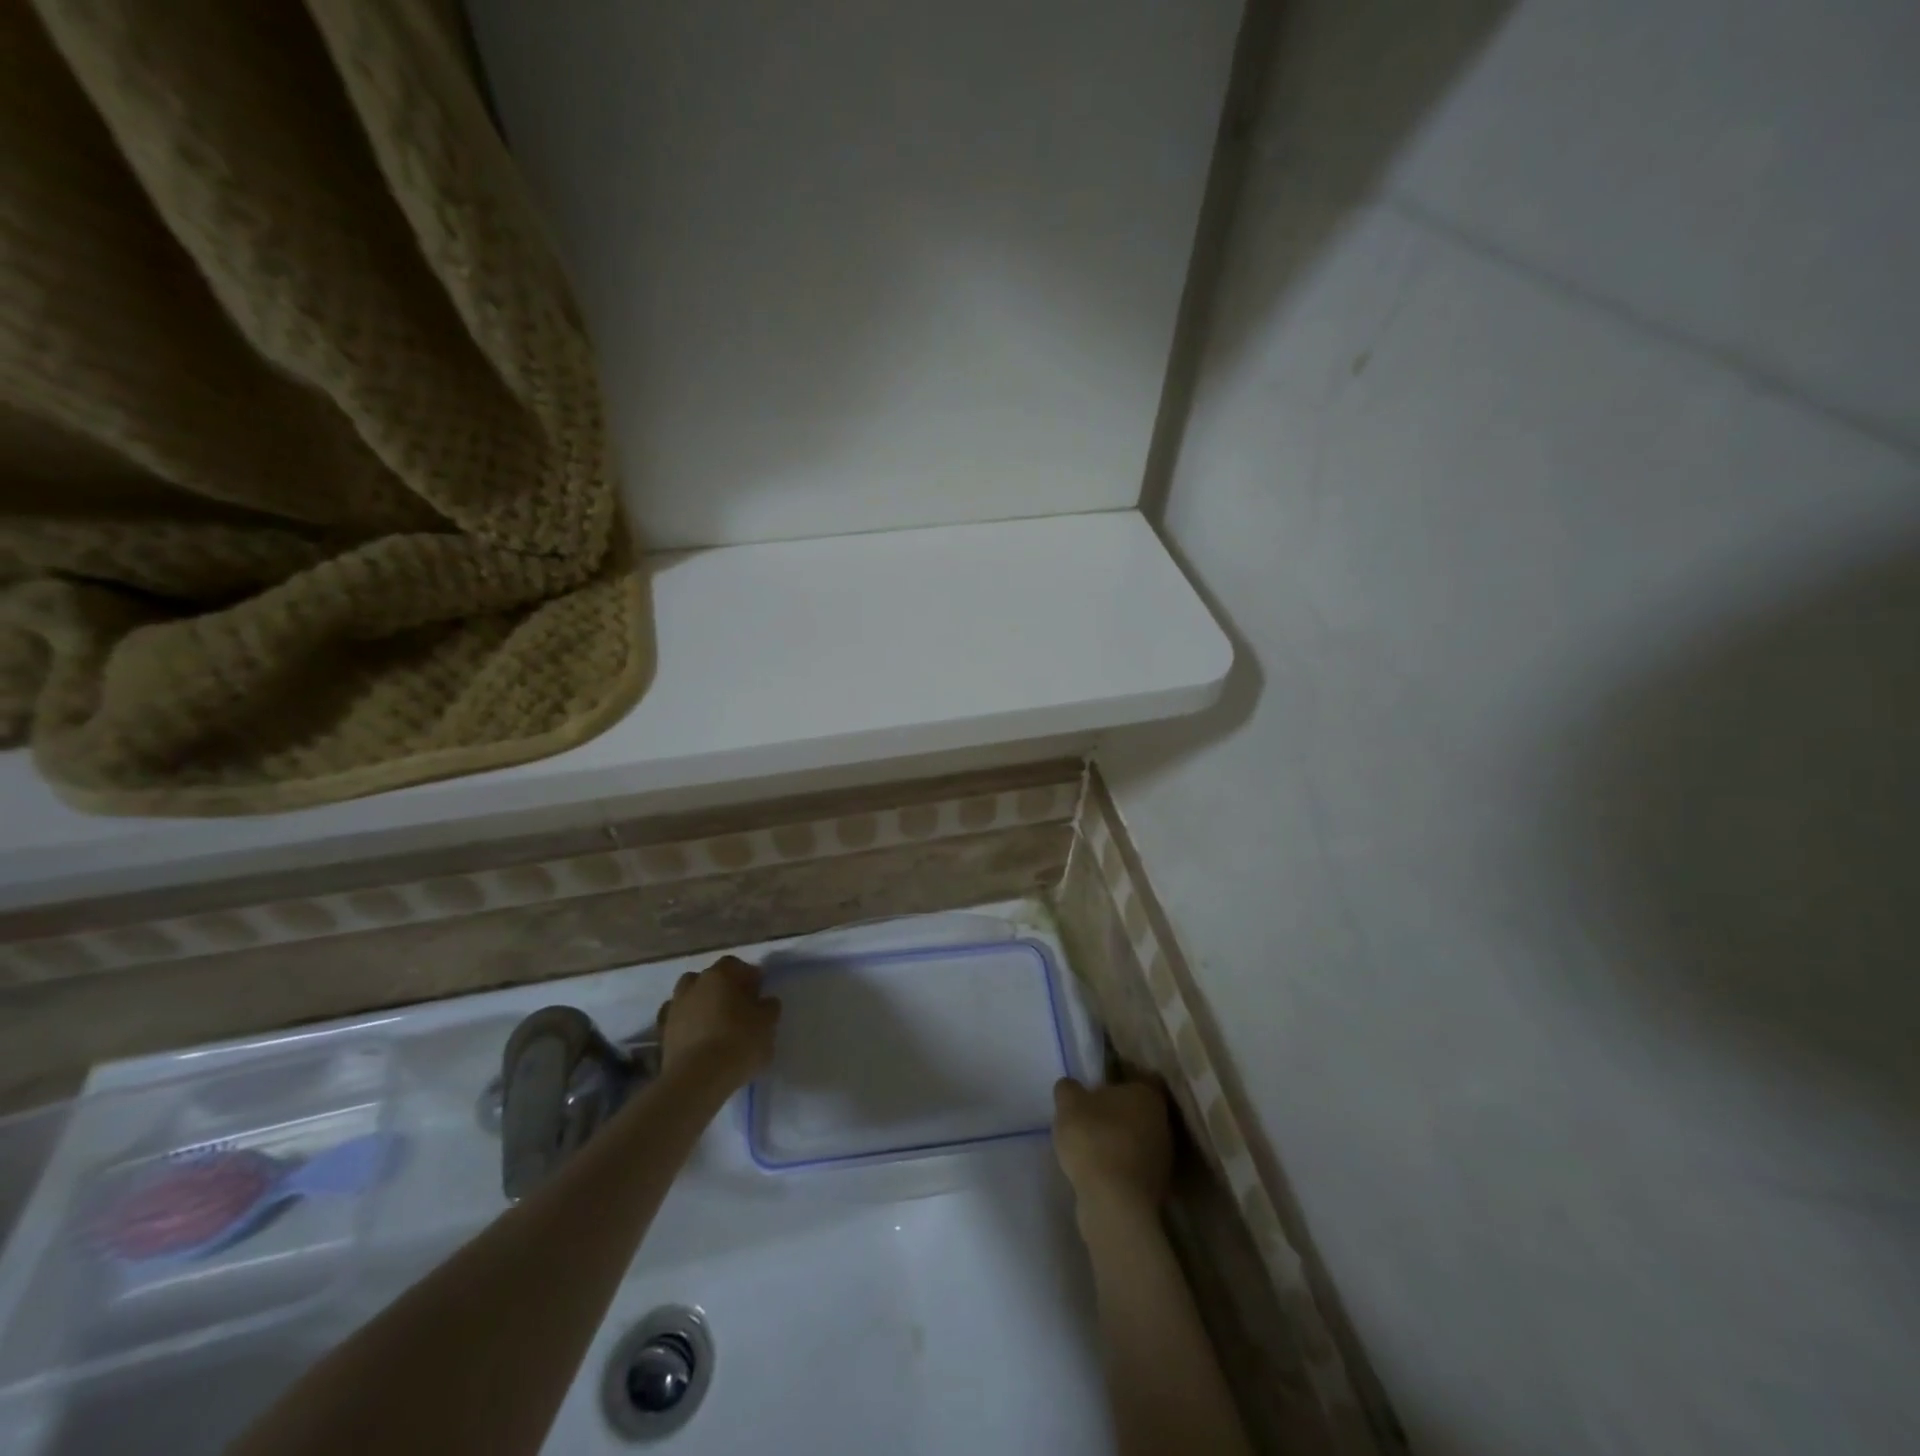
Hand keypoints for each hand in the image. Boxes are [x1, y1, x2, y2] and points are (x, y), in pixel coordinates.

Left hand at [657, 956, 780, 1085]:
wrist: (697, 1079)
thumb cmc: (739, 1043)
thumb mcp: (767, 1024)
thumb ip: (768, 1008)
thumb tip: (765, 1002)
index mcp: (721, 975)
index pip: (736, 965)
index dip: (748, 977)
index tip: (759, 992)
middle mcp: (694, 985)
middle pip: (709, 978)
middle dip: (722, 988)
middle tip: (737, 1006)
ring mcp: (674, 1008)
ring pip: (689, 997)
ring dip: (701, 1004)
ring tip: (715, 1024)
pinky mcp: (662, 1033)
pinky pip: (678, 1021)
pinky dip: (687, 1025)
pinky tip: (699, 1039)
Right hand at [1052, 1077, 1173, 1212]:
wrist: (1114, 1203)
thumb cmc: (1094, 1139)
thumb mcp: (1068, 1104)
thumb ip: (1068, 1089)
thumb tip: (1072, 1088)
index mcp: (1147, 1094)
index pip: (1135, 1078)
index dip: (1114, 1082)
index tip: (1094, 1089)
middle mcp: (1163, 1121)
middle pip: (1136, 1110)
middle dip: (1115, 1113)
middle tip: (1088, 1117)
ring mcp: (1164, 1157)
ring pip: (1137, 1139)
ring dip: (1118, 1142)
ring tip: (1089, 1148)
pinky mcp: (1158, 1187)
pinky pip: (1134, 1166)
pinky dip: (1119, 1166)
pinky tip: (1098, 1172)